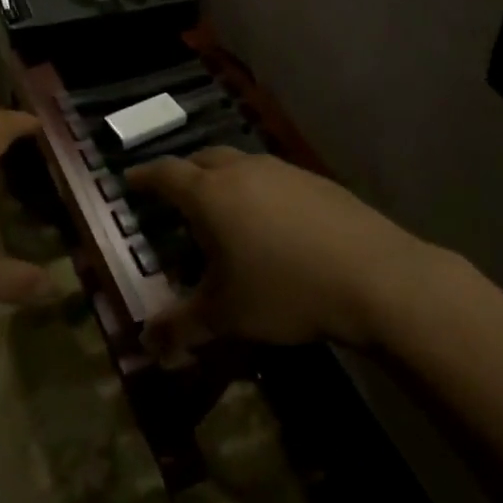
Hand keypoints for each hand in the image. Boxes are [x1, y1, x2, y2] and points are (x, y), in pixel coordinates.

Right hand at [128, 148, 431, 353]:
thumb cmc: (284, 290)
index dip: (144, 177)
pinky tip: (272, 221)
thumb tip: (145, 344)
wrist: (373, 276)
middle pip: (202, 159)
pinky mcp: (314, 180)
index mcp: (209, 194)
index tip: (130, 181)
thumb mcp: (226, 316)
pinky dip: (258, 190)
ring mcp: (281, 170)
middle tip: (176, 194)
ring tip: (224, 208)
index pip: (165, 174)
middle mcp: (241, 171)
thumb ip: (181, 327)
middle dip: (184, 173)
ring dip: (223, 178)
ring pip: (239, 164)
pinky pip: (272, 177)